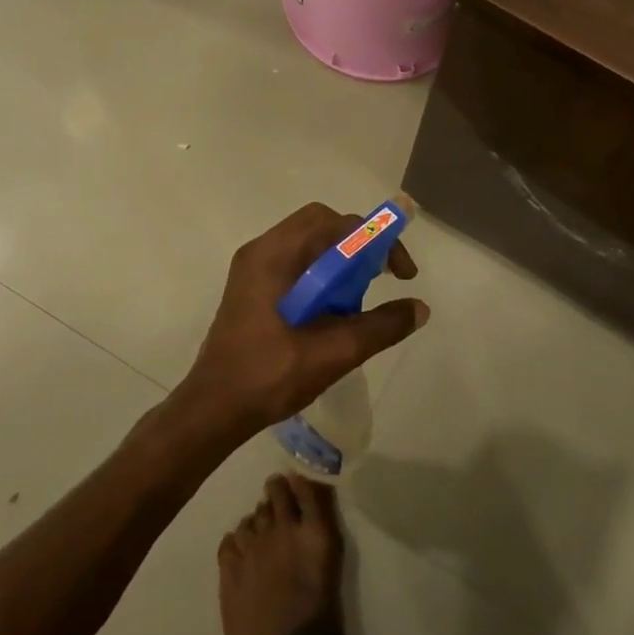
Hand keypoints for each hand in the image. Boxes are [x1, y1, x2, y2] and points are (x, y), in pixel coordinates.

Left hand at [174, 202, 428, 439]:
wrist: (212, 411)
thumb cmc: (269, 377)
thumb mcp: (334, 352)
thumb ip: (381, 326)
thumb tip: (421, 308)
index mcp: (274, 255)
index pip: (336, 223)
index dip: (376, 240)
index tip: (400, 273)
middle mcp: (262, 251)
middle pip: (322, 225)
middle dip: (360, 245)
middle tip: (382, 277)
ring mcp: (254, 269)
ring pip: (310, 243)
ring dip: (342, 261)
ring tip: (359, 297)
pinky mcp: (253, 288)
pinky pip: (297, 263)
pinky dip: (323, 274)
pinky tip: (334, 309)